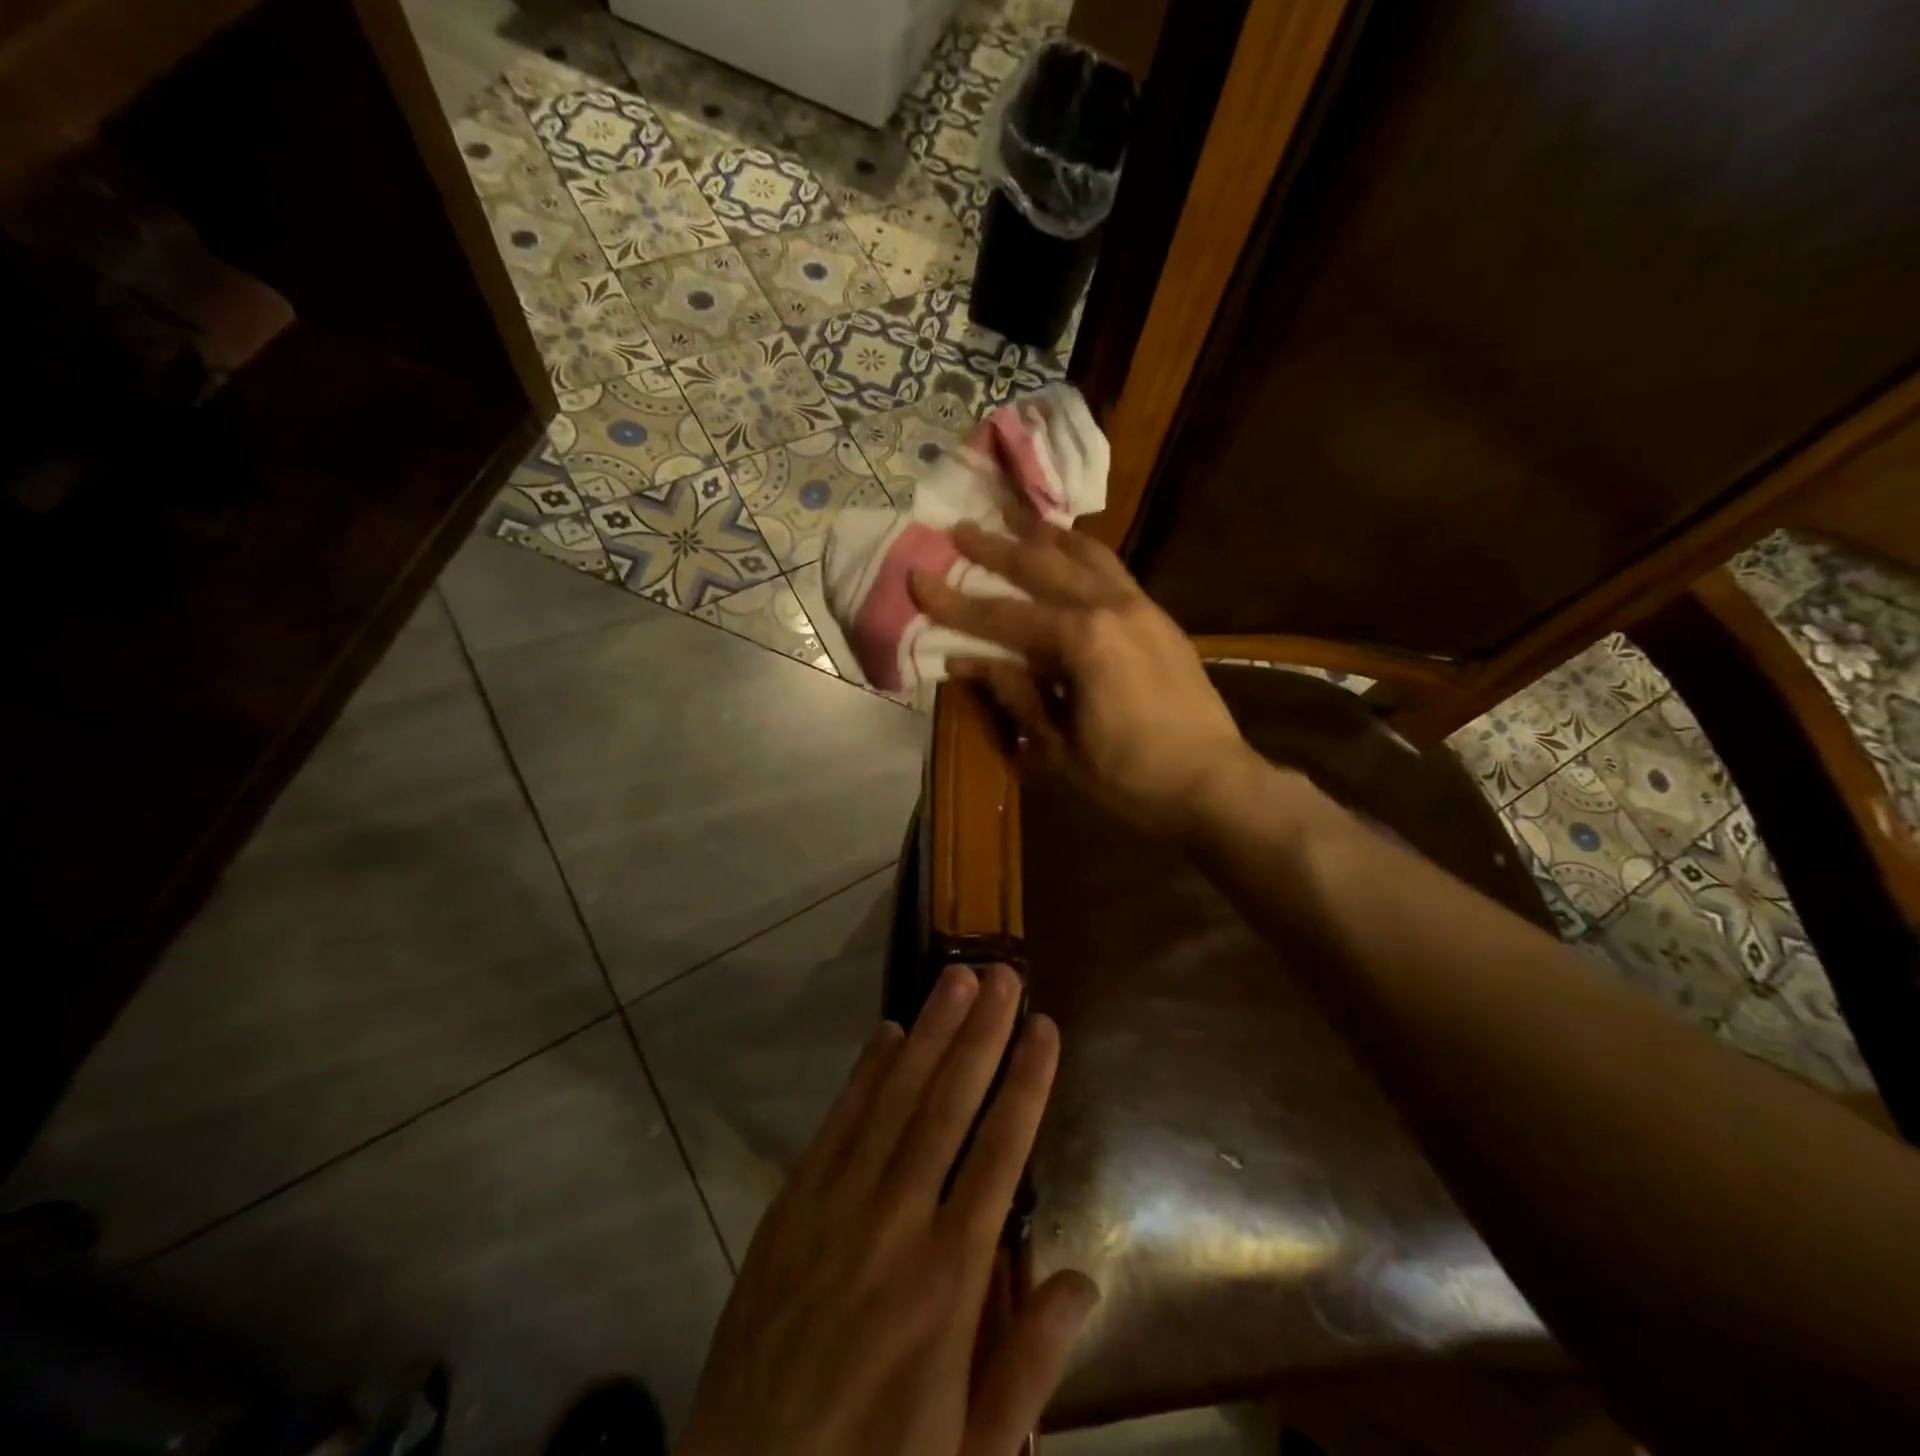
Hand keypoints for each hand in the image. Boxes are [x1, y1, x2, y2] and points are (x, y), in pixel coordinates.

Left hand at [678, 964, 1097, 1455]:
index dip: (1025, 1083)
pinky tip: (889, 1032)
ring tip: (957, 979)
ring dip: (930, 1033)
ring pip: (893, 1099)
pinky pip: (837, 1123)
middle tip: (1004, 973)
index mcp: (949, 1280)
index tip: (1044, 1026)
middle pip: (947, 1106)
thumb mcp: (972, 1450)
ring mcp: (835, 1206)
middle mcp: (895, 1223)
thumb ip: (1030, 1365)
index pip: (1000, 1154)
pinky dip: (866, 1072)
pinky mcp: (790, 1206)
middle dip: (981, 1034)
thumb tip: (1085, 1280)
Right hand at [910, 517, 1252, 835]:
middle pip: (1042, 567)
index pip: (1002, 615)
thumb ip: (1015, 694)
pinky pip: (1113, 570)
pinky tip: (1069, 552)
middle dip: (996, 549)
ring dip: (1045, 536)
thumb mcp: (1058, 747)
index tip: (917, 576)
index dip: (954, 601)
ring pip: (1085, 555)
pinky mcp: (1159, 617)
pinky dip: (1083, 554)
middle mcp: (1110, 607)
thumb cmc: (1130, 777)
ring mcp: (1141, 606)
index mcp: (1081, 640)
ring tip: (1016, 517)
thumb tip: (967, 661)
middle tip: (959, 529)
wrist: (1214, 783)